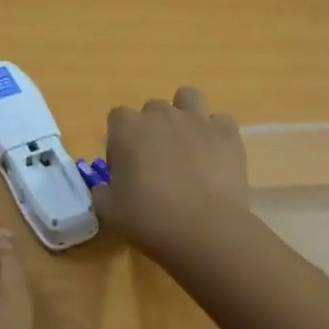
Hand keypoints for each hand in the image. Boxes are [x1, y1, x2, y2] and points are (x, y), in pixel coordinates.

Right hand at [91, 86, 250, 266]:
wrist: (206, 231)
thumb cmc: (150, 220)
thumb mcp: (110, 212)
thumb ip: (102, 192)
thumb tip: (105, 188)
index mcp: (127, 129)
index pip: (117, 117)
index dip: (120, 140)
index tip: (126, 167)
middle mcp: (161, 115)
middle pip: (152, 109)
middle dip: (153, 129)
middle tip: (157, 162)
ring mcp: (196, 120)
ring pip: (188, 97)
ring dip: (185, 114)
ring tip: (187, 144)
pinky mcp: (227, 134)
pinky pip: (220, 121)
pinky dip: (217, 133)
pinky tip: (215, 155)